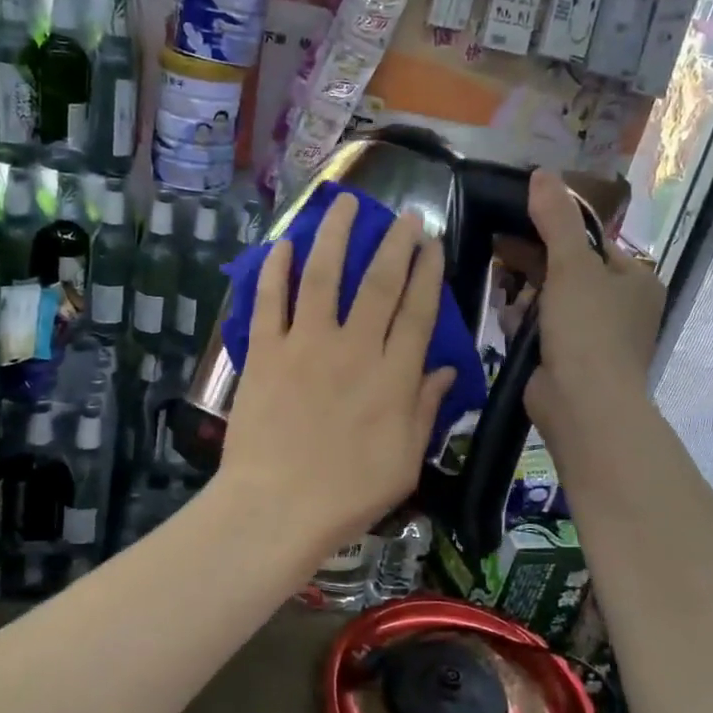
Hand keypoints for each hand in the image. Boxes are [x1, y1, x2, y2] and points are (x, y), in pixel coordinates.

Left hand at [217, 193, 456, 556]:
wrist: (277, 508)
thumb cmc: (348, 494)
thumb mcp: (405, 461)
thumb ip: (426, 409)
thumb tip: (447, 369)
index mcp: (393, 375)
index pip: (418, 311)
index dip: (428, 273)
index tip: (432, 243)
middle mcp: (354, 347)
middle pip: (378, 283)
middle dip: (394, 244)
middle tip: (404, 216)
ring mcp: (306, 345)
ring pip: (323, 277)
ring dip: (336, 237)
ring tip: (345, 205)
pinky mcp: (265, 353)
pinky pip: (269, 302)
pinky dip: (274, 271)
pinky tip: (283, 245)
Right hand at [521, 168, 665, 446]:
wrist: (583, 405)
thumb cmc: (588, 329)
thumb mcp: (572, 265)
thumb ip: (555, 219)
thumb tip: (542, 173)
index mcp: (634, 279)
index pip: (591, 241)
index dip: (555, 228)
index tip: (519, 219)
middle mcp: (619, 305)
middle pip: (567, 269)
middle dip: (533, 262)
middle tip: (500, 250)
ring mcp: (594, 335)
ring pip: (550, 299)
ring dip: (525, 293)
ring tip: (503, 289)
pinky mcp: (568, 358)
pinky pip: (542, 328)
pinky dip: (524, 322)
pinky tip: (508, 319)